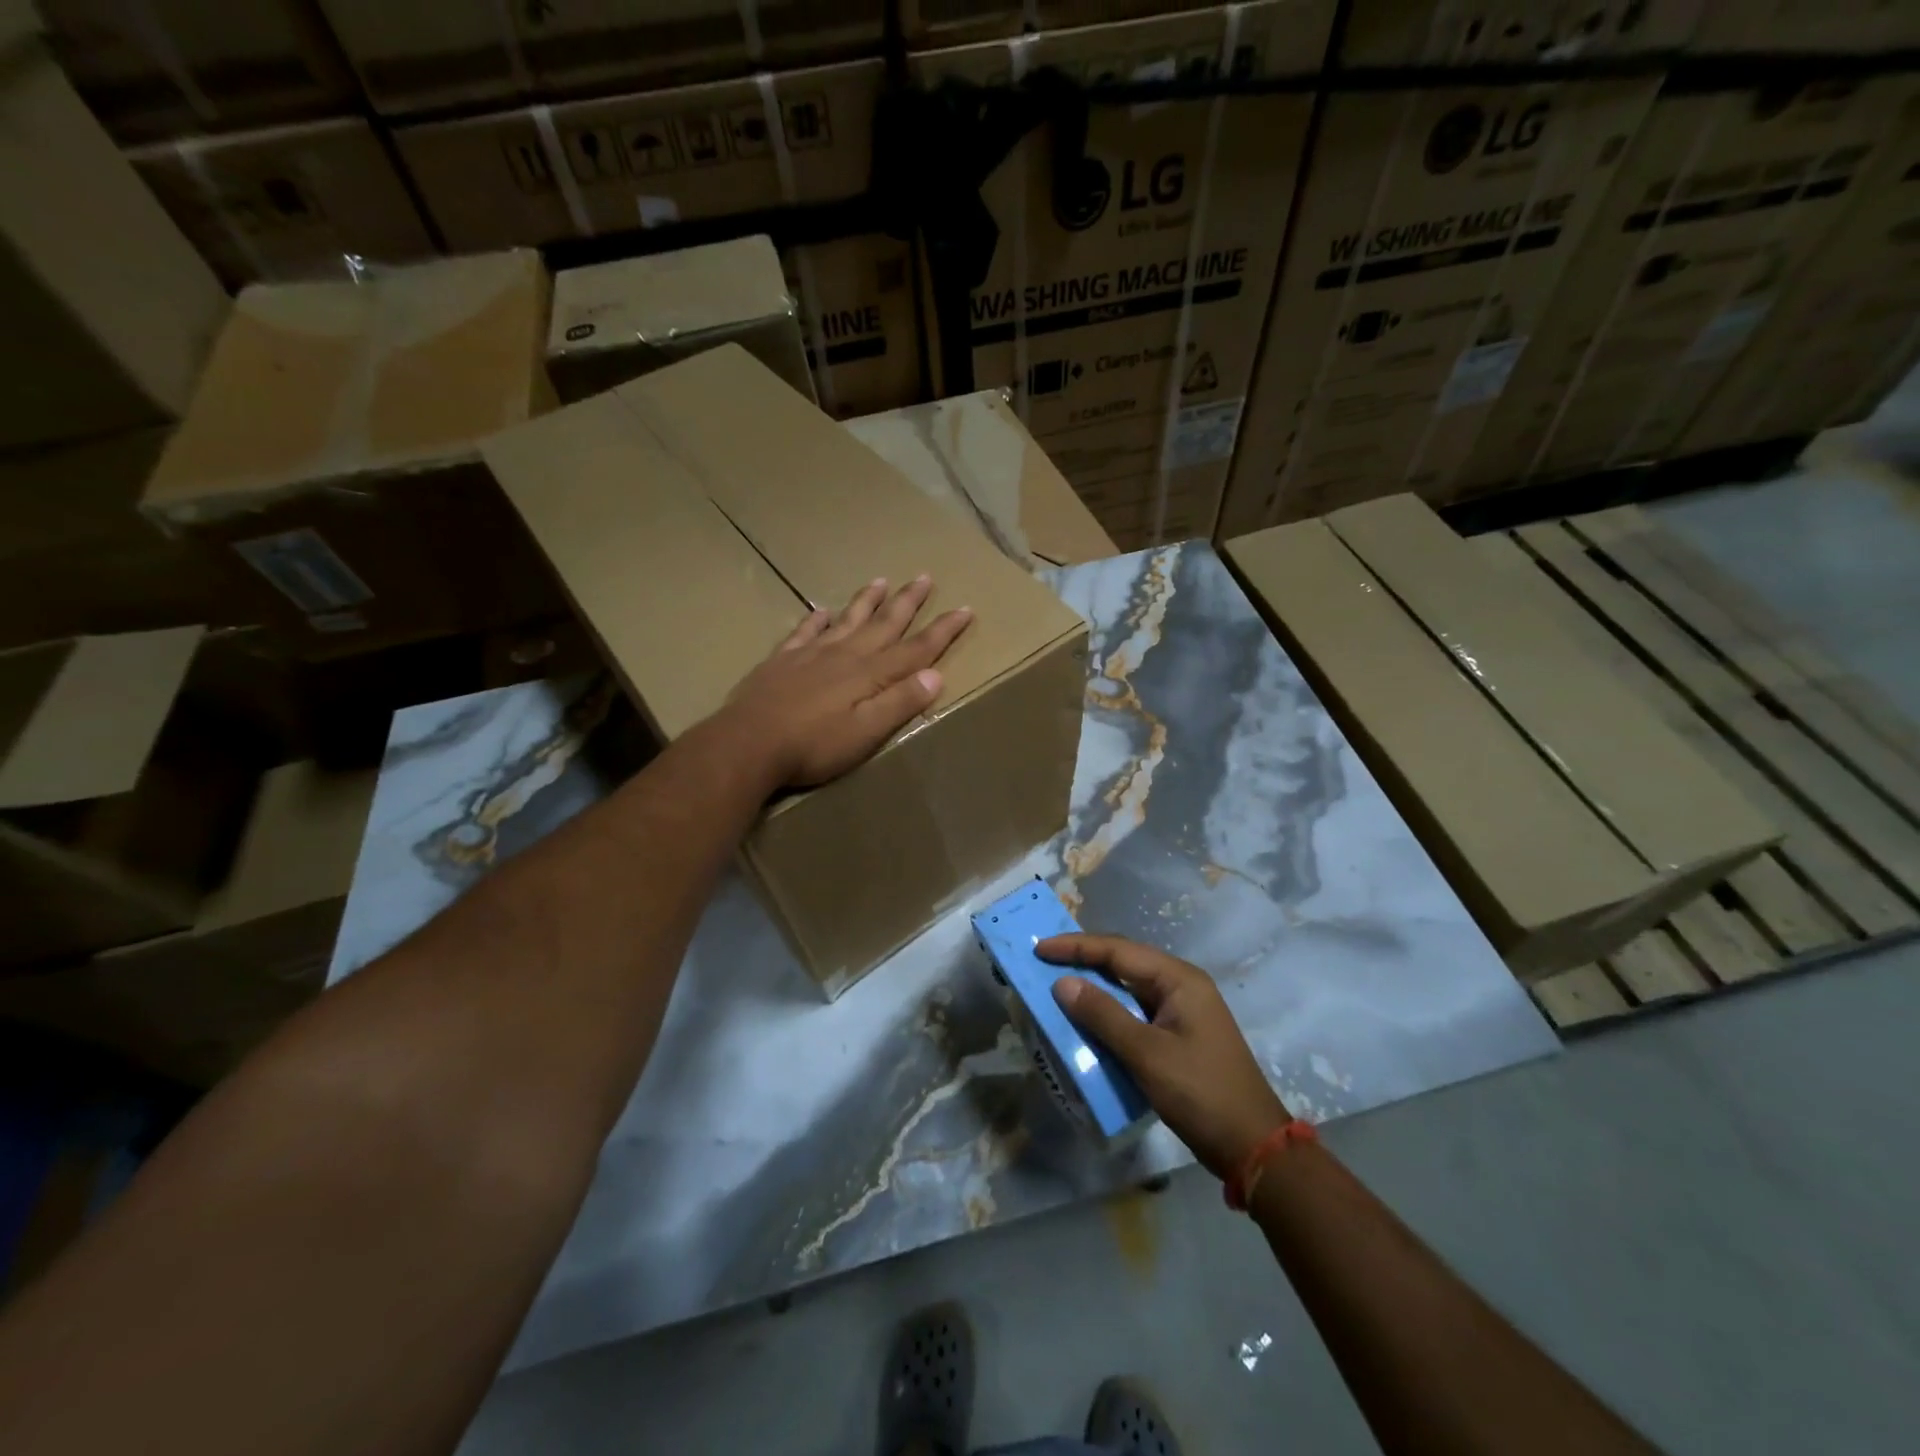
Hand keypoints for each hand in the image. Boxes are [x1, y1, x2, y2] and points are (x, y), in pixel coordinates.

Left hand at [721, 575, 972, 788]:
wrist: (748, 744)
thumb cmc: (813, 745)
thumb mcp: (866, 732)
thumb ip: (900, 703)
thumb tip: (936, 675)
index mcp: (869, 674)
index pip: (915, 649)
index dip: (942, 630)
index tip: (964, 609)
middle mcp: (844, 655)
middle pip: (883, 623)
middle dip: (908, 602)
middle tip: (925, 577)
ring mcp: (811, 654)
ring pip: (847, 619)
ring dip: (867, 601)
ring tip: (882, 580)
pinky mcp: (782, 661)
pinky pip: (805, 631)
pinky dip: (817, 620)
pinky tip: (822, 611)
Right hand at [1039, 935, 1290, 1178]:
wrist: (1253, 1147)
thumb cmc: (1201, 1093)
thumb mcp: (1147, 1054)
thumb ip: (1103, 1015)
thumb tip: (1062, 983)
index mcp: (1179, 980)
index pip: (1118, 951)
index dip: (1076, 947)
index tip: (1040, 949)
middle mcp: (1181, 986)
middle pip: (1123, 963)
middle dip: (1083, 961)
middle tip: (1043, 962)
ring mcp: (1181, 1012)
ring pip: (1128, 989)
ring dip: (1094, 989)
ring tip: (1057, 987)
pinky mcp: (1177, 1036)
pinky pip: (1134, 1013)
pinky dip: (1107, 1014)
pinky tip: (1086, 1022)